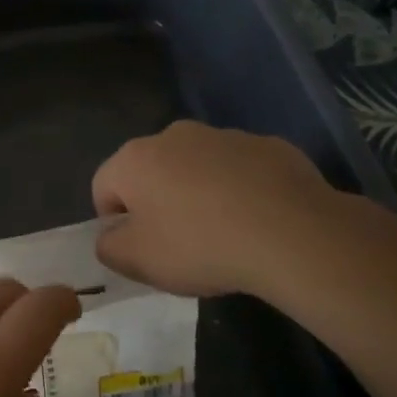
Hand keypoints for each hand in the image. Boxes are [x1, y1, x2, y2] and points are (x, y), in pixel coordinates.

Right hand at [92, 120, 350, 299]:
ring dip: (198, 194)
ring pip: (197, 168)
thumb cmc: (200, 246)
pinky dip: (240, 191)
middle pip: (151, 172)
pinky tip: (257, 222)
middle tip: (178, 244)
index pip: (103, 186)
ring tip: (223, 235)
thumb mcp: (138, 261)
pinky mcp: (268, 146)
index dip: (113, 221)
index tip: (139, 249)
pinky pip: (240, 170)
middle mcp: (175, 135)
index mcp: (135, 158)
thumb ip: (108, 247)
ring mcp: (225, 136)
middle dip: (157, 203)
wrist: (293, 234)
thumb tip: (111, 236)